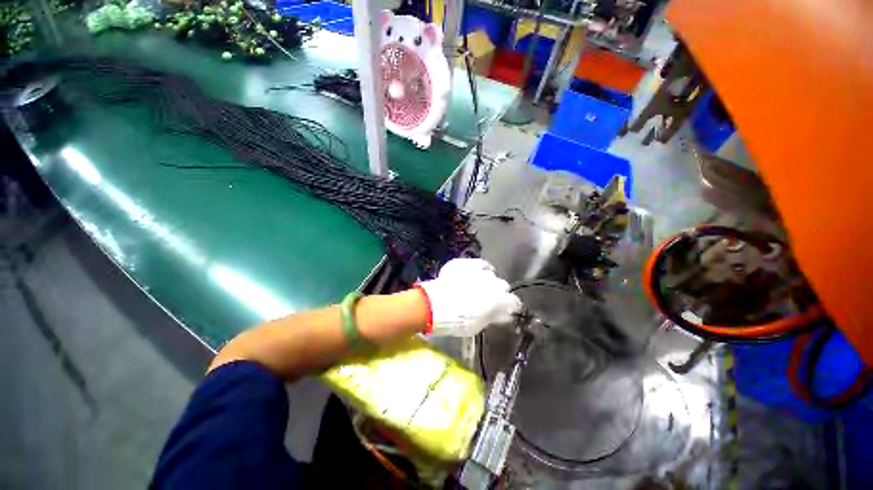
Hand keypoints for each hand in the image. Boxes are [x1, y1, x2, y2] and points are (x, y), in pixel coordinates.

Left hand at [416, 259, 521, 336]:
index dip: (510, 306)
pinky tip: (475, 273)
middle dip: (498, 292)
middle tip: (488, 299)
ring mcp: (480, 270)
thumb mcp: (478, 325)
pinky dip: (479, 269)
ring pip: (491, 274)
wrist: (435, 305)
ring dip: (487, 280)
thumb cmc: (458, 321)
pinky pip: (479, 264)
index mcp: (500, 299)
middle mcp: (494, 282)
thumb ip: (493, 316)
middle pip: (503, 286)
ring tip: (478, 285)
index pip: (514, 302)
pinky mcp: (467, 263)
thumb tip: (503, 314)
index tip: (505, 310)